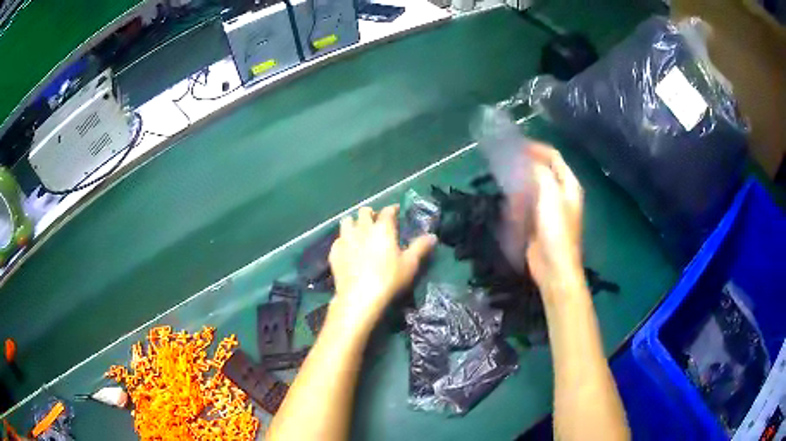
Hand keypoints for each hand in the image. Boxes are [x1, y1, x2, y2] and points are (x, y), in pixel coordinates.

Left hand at [328, 205, 435, 330]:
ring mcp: (345, 239)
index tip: (396, 211)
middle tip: (376, 221)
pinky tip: (348, 249)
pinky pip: (338, 239)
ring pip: (347, 221)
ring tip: (359, 231)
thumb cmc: (389, 279)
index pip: (387, 211)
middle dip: (371, 213)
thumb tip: (433, 236)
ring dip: (354, 223)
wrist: (359, 296)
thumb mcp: (410, 264)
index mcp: (382, 228)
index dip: (392, 209)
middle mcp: (362, 228)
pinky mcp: (334, 251)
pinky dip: (344, 240)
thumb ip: (420, 247)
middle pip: (364, 212)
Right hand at [515, 144, 584, 301]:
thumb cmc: (555, 230)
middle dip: (526, 164)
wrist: (553, 266)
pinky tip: (508, 200)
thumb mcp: (550, 196)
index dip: (537, 148)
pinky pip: (527, 203)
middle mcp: (561, 193)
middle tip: (506, 159)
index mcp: (569, 185)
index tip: (517, 144)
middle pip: (543, 171)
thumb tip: (529, 159)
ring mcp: (549, 208)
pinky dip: (518, 198)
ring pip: (533, 187)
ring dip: (520, 181)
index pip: (554, 158)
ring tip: (504, 176)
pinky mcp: (538, 221)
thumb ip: (540, 173)